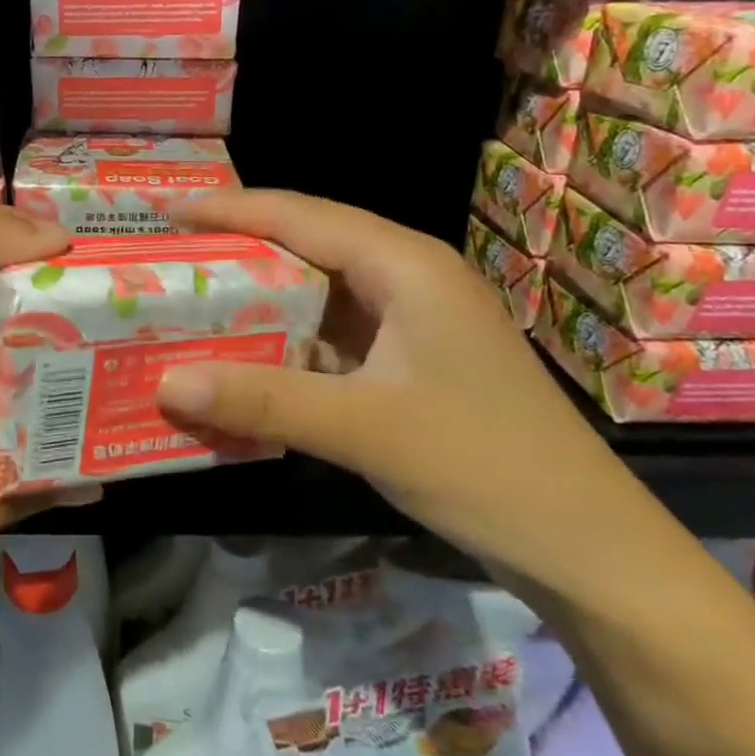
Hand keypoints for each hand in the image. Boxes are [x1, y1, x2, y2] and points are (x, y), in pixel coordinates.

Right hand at [153, 189, 656, 588]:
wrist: (588, 548)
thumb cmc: (483, 465)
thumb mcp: (363, 428)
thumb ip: (262, 401)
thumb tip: (165, 383)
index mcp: (405, 264)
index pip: (300, 215)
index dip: (230, 208)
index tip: (168, 210)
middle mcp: (408, 276)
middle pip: (307, 244)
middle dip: (238, 248)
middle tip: (170, 257)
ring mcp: (413, 319)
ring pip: (319, 290)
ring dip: (261, 298)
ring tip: (194, 302)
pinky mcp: (411, 359)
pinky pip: (333, 333)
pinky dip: (287, 340)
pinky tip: (247, 359)